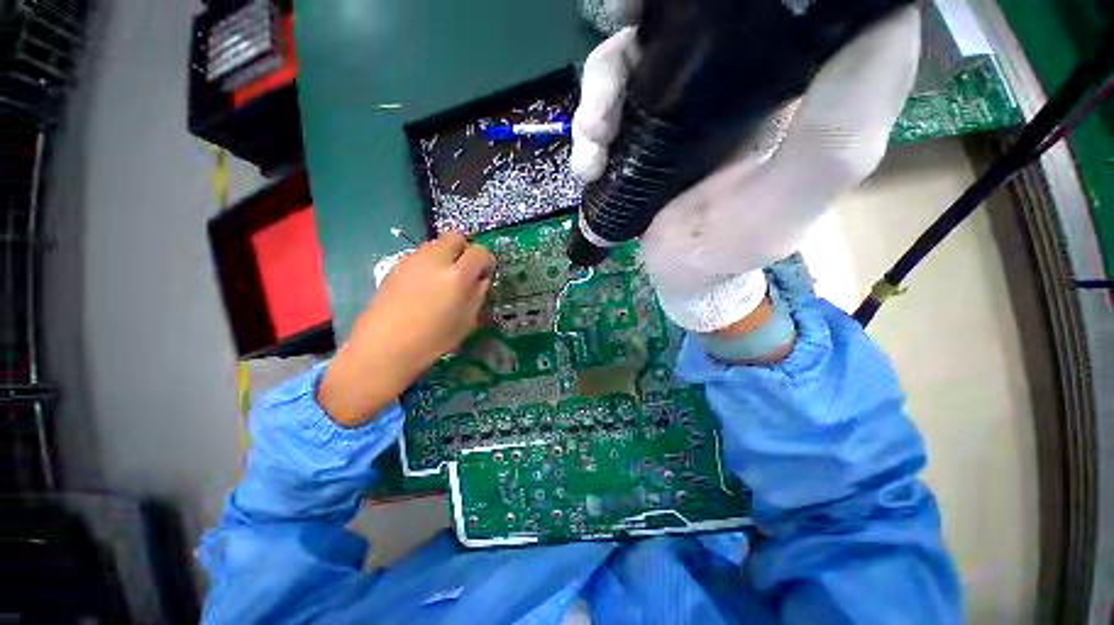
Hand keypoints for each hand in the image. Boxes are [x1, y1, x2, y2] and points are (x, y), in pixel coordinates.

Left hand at [318, 233, 494, 426]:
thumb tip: (480, 279)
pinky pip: (420, 255)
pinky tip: (424, 286)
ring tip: (443, 280)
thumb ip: (478, 294)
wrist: (384, 347)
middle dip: (465, 250)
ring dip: (446, 256)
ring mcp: (412, 260)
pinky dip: (429, 263)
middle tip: (464, 271)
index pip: (480, 252)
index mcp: (457, 275)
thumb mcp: (467, 321)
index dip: (486, 261)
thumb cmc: (432, 340)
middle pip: (456, 237)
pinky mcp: (396, 265)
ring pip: (436, 244)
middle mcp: (435, 259)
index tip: (484, 274)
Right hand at [571, 7, 920, 331]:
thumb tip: (883, 17)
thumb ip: (839, 126)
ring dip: (600, 94)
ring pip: (633, 54)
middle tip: (623, 51)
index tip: (705, 6)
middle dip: (645, 27)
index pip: (780, 3)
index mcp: (788, 74)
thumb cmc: (741, 242)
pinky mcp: (644, 124)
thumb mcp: (796, 196)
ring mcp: (680, 97)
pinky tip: (589, 163)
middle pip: (684, 15)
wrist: (687, 271)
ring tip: (595, 143)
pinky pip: (608, 101)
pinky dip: (588, 126)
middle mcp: (735, 70)